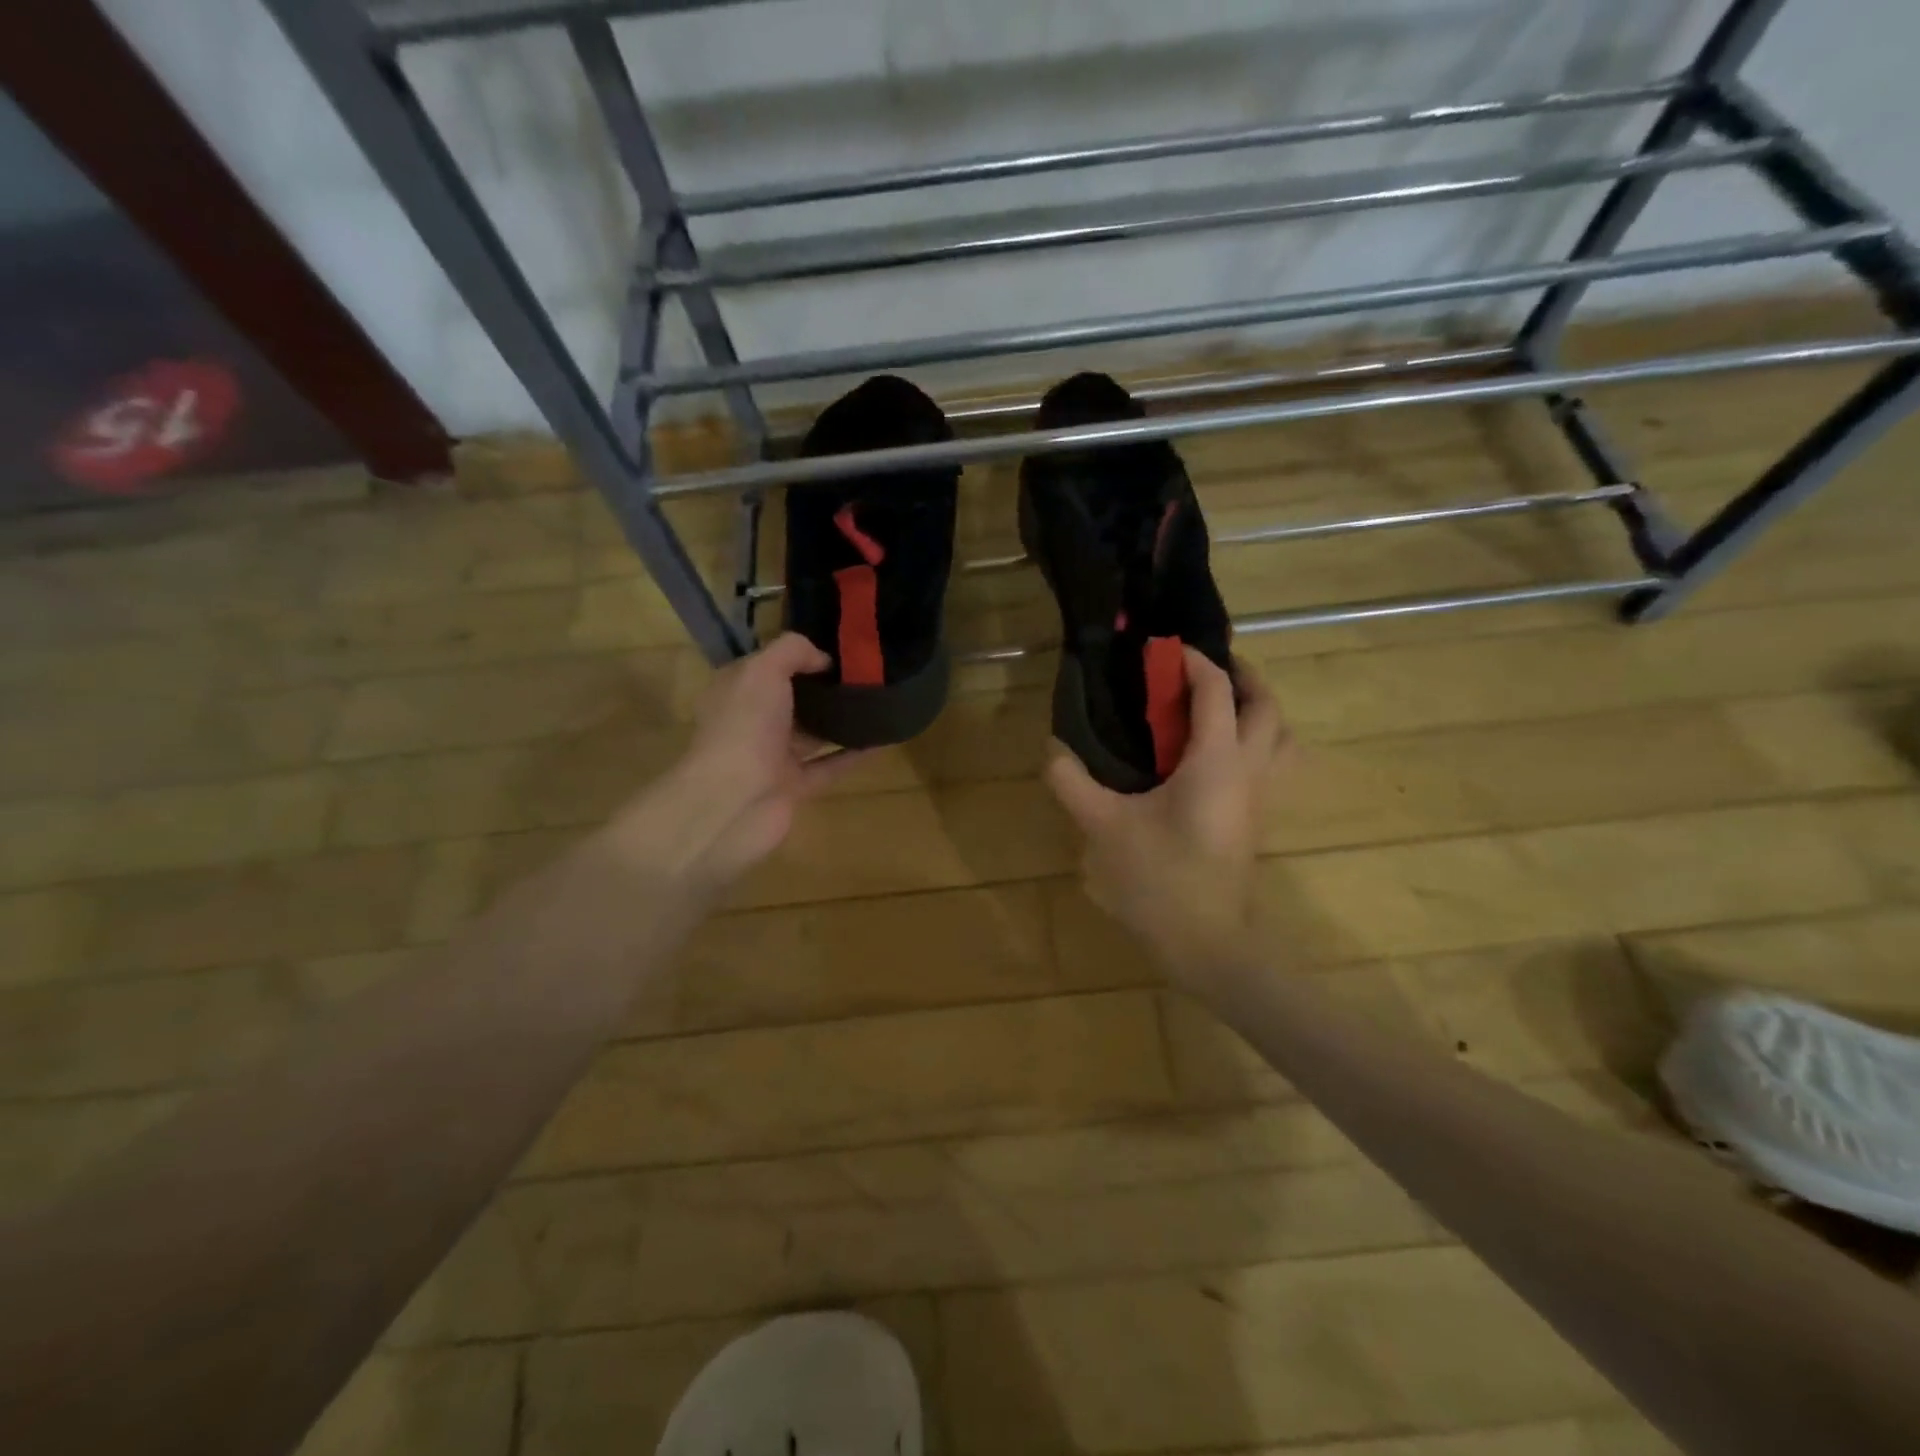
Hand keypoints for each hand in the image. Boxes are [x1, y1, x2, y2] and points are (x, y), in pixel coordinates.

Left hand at [609, 633, 860, 893]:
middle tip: (865, 672)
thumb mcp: (763, 670)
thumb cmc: (744, 726)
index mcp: (736, 691)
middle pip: (791, 699)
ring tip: (877, 702)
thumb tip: (823, 658)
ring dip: (840, 721)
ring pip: (811, 733)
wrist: (734, 801)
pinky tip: (882, 740)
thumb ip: (792, 651)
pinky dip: (853, 754)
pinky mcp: (794, 786)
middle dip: (823, 687)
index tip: (837, 648)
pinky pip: (829, 765)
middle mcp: (752, 722)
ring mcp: (772, 757)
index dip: (798, 655)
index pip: (767, 665)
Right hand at [1046, 650, 1288, 992]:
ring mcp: (1260, 796)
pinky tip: (1217, 754)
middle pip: (1266, 706)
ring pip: (1280, 735)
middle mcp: (1249, 770)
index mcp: (1216, 761)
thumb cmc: (1159, 878)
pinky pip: (1272, 761)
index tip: (1166, 650)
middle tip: (1204, 669)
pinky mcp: (1258, 819)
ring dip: (1258, 709)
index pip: (1217, 692)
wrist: (1206, 942)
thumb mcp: (1103, 826)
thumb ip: (1072, 782)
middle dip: (1242, 676)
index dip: (1195, 663)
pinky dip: (1256, 740)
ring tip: (1221, 704)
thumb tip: (1053, 749)